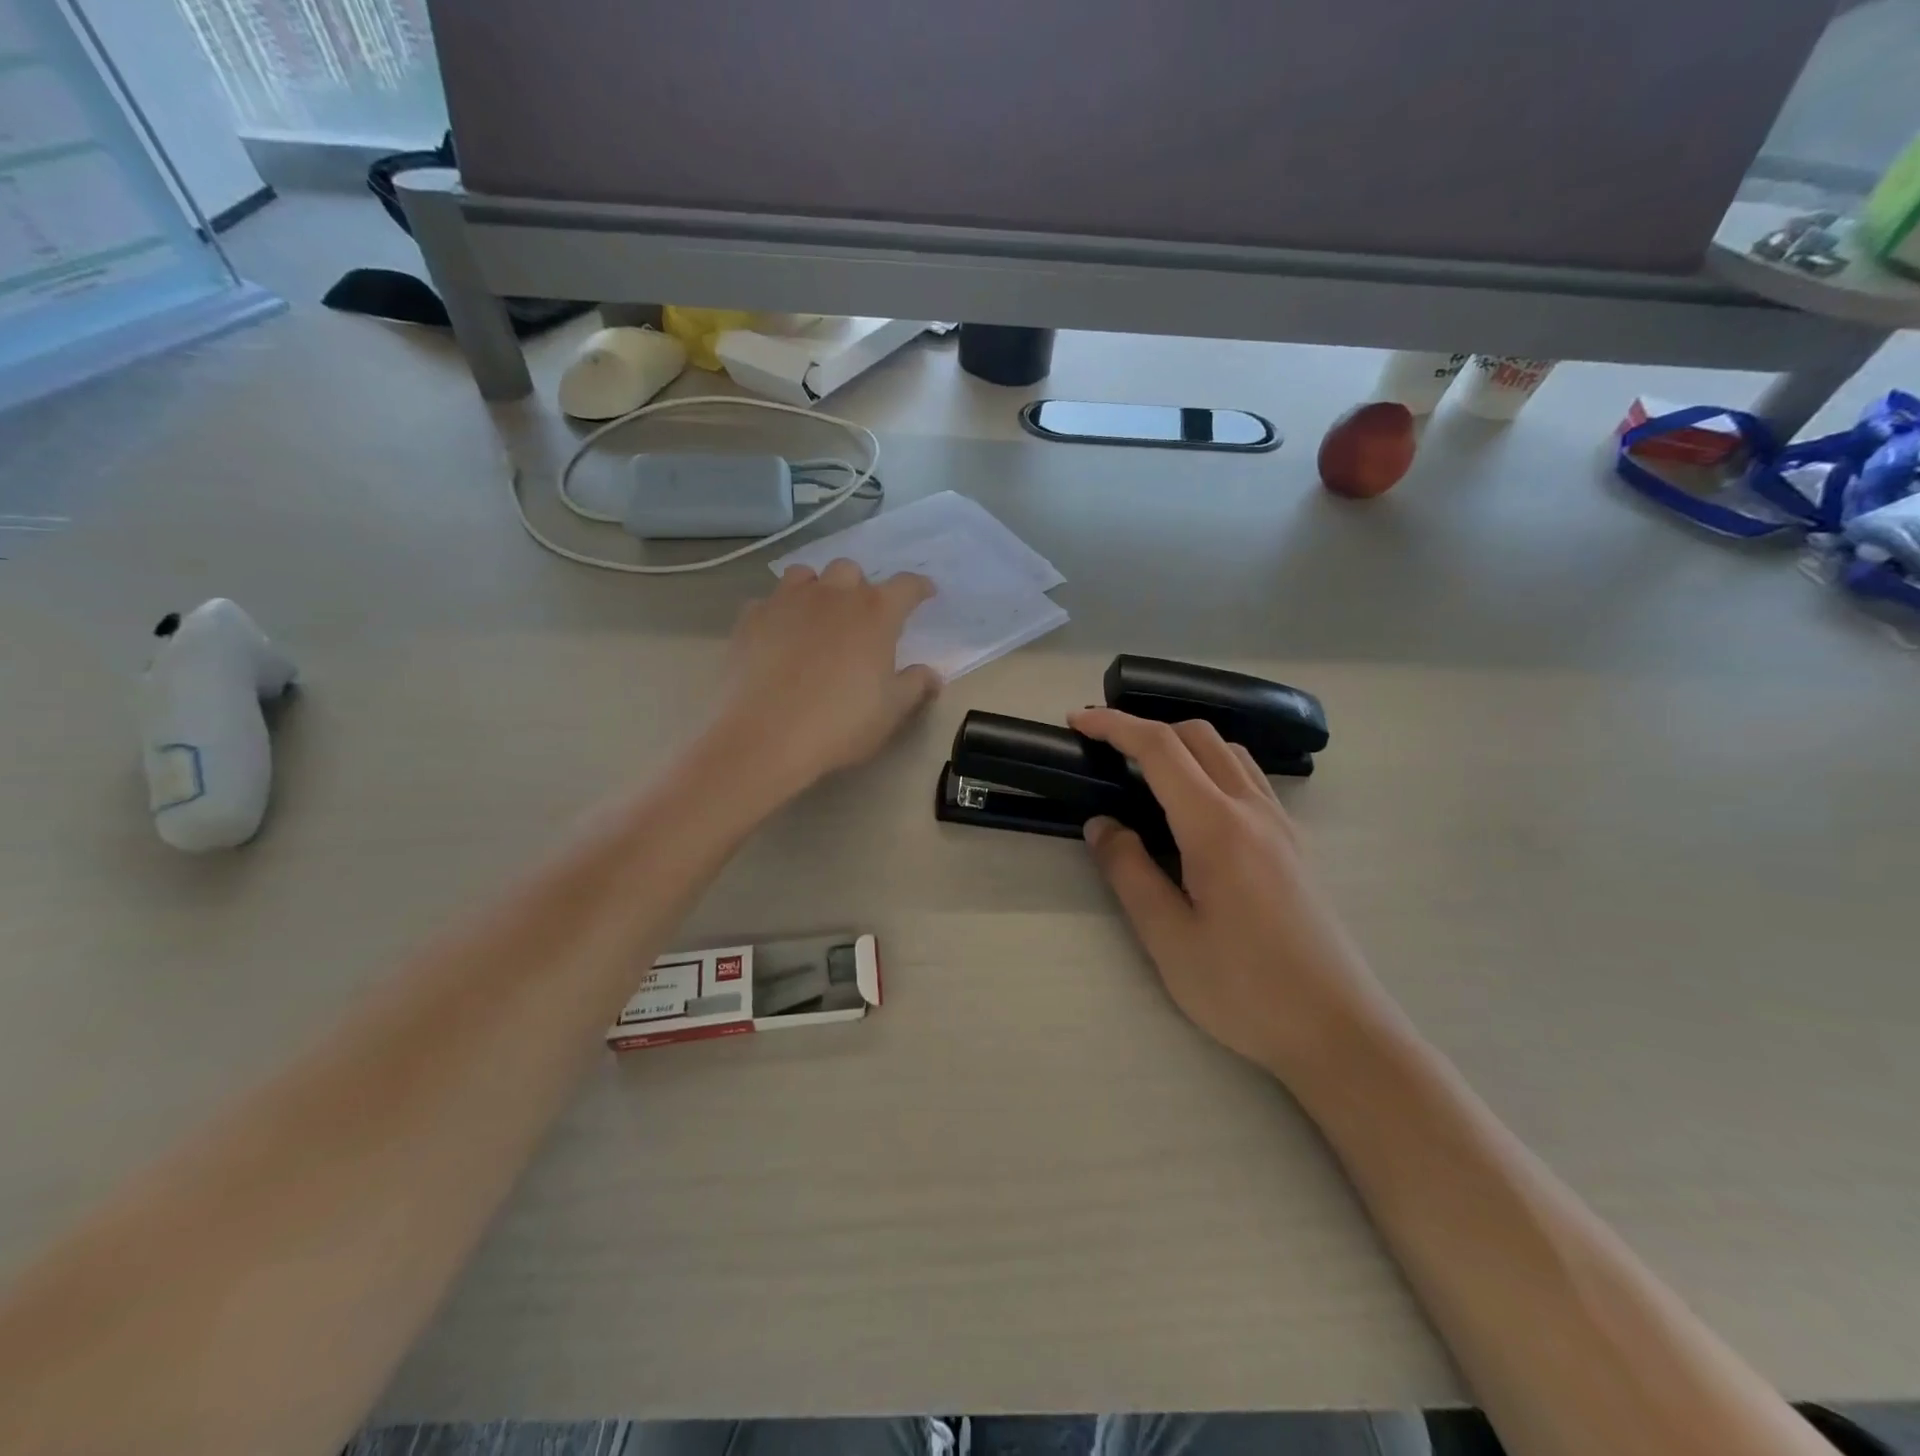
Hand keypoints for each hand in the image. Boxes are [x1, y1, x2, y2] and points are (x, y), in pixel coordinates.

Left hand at [717, 561, 940, 793]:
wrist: (767, 737)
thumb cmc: (842, 723)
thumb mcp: (892, 711)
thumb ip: (916, 685)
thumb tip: (932, 674)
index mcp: (875, 613)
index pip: (906, 586)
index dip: (919, 588)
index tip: (925, 594)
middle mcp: (832, 595)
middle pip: (850, 570)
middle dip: (859, 587)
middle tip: (861, 617)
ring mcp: (786, 602)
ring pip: (804, 575)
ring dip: (817, 588)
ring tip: (817, 615)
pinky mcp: (750, 619)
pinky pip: (767, 602)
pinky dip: (778, 613)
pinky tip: (778, 637)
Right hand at [1069, 708, 1388, 1081]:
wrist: (1339, 1031)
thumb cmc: (1245, 990)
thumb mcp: (1168, 938)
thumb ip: (1129, 872)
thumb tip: (1102, 824)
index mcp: (1217, 827)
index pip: (1161, 749)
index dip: (1115, 726)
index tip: (1077, 721)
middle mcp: (1254, 810)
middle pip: (1198, 736)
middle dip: (1147, 729)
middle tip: (1106, 750)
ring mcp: (1282, 824)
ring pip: (1229, 753)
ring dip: (1184, 745)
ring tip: (1148, 774)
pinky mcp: (1296, 844)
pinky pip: (1250, 779)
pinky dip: (1213, 767)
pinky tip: (1197, 807)